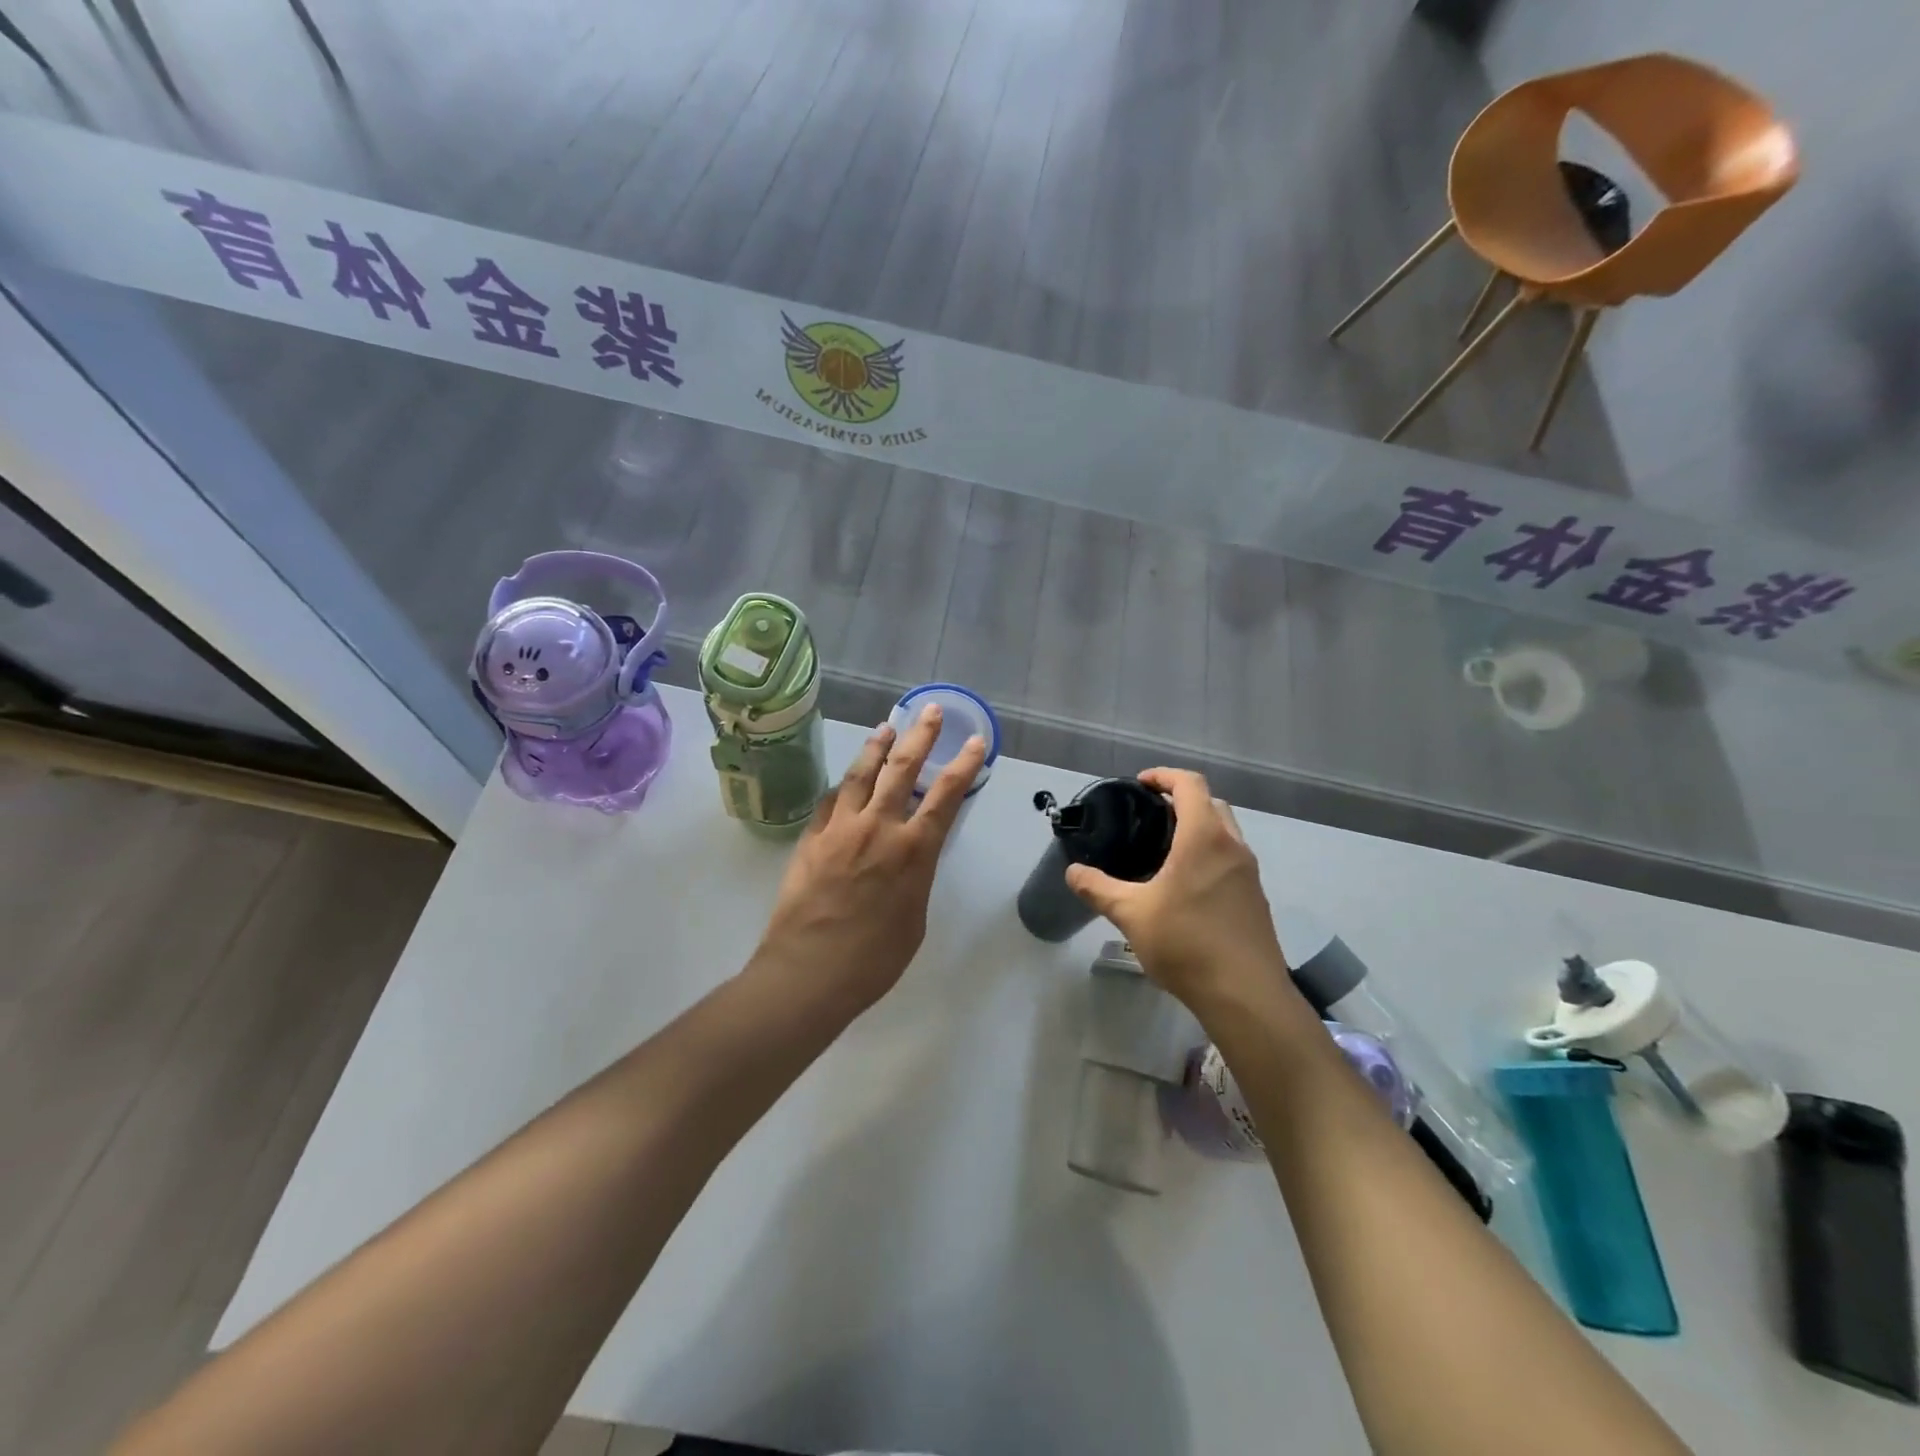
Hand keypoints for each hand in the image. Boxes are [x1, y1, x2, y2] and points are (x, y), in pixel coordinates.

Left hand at [752, 705, 986, 1014]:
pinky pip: (830, 799)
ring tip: (886, 726)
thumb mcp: (914, 918)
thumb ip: (915, 878)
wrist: (808, 972)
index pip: (946, 795)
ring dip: (877, 747)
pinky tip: (848, 776)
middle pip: (902, 769)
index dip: (964, 764)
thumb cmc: (874, 959)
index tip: (974, 740)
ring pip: (861, 774)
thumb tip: (908, 859)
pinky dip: (844, 783)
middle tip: (929, 711)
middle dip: (920, 736)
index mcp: (913, 851)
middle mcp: (878, 828)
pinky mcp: (811, 838)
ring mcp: (840, 828)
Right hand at [1065, 768, 1294, 1014]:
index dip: (1164, 776)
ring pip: (1226, 832)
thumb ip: (1098, 889)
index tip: (1139, 784)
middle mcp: (1232, 847)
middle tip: (1149, 815)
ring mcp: (1249, 874)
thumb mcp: (1132, 914)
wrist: (1245, 995)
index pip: (1190, 784)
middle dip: (1182, 799)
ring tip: (1164, 849)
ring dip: (1199, 827)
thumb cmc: (1187, 943)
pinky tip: (1186, 885)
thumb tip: (1072, 872)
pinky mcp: (1255, 899)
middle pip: (1212, 803)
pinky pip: (1231, 859)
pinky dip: (1209, 854)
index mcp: (1204, 838)